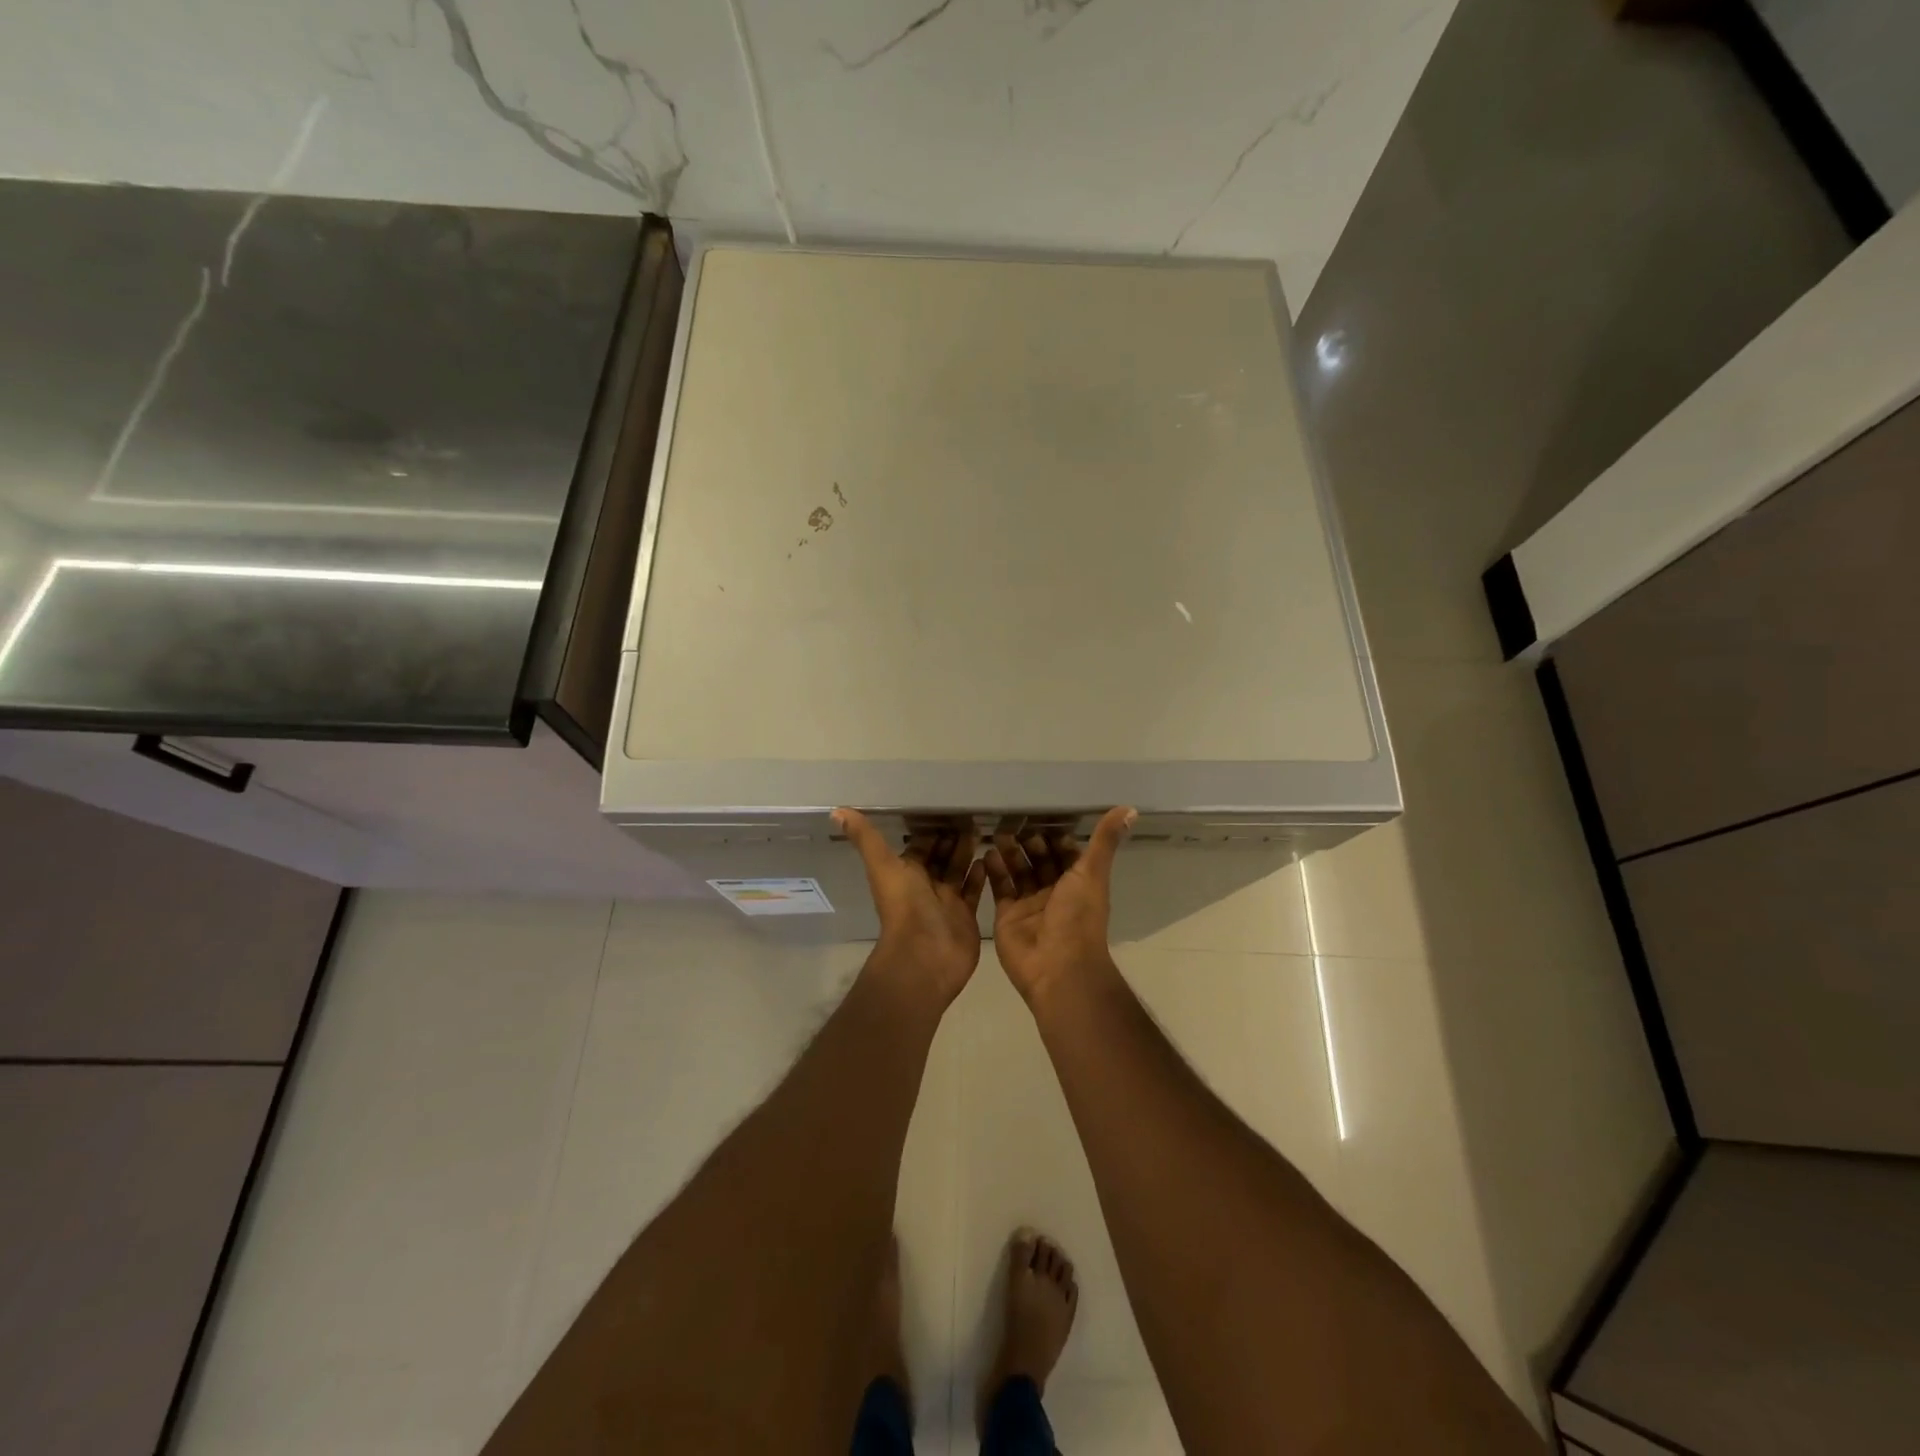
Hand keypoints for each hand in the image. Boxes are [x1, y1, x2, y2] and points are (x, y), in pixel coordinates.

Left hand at [836, 808, 986, 1006]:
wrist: (925, 955)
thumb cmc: (904, 907)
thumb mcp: (883, 865)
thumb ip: (865, 838)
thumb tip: (836, 811)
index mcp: (904, 873)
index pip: (918, 846)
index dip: (929, 830)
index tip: (946, 808)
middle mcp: (924, 885)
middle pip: (940, 857)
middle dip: (952, 839)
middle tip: (971, 817)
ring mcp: (946, 901)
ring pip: (958, 871)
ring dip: (967, 853)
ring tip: (983, 831)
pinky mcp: (965, 914)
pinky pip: (973, 890)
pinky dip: (980, 874)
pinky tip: (989, 857)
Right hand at [985, 807, 1135, 1006]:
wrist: (1057, 967)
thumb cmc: (1078, 917)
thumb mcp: (1092, 873)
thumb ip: (1104, 840)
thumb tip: (1130, 808)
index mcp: (1078, 883)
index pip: (1065, 853)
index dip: (1054, 836)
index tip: (1039, 813)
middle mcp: (1054, 892)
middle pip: (1039, 861)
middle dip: (1027, 842)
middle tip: (1012, 821)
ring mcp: (1029, 904)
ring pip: (1018, 872)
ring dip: (1009, 853)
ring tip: (998, 833)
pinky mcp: (1007, 915)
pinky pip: (999, 888)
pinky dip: (994, 871)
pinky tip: (986, 853)